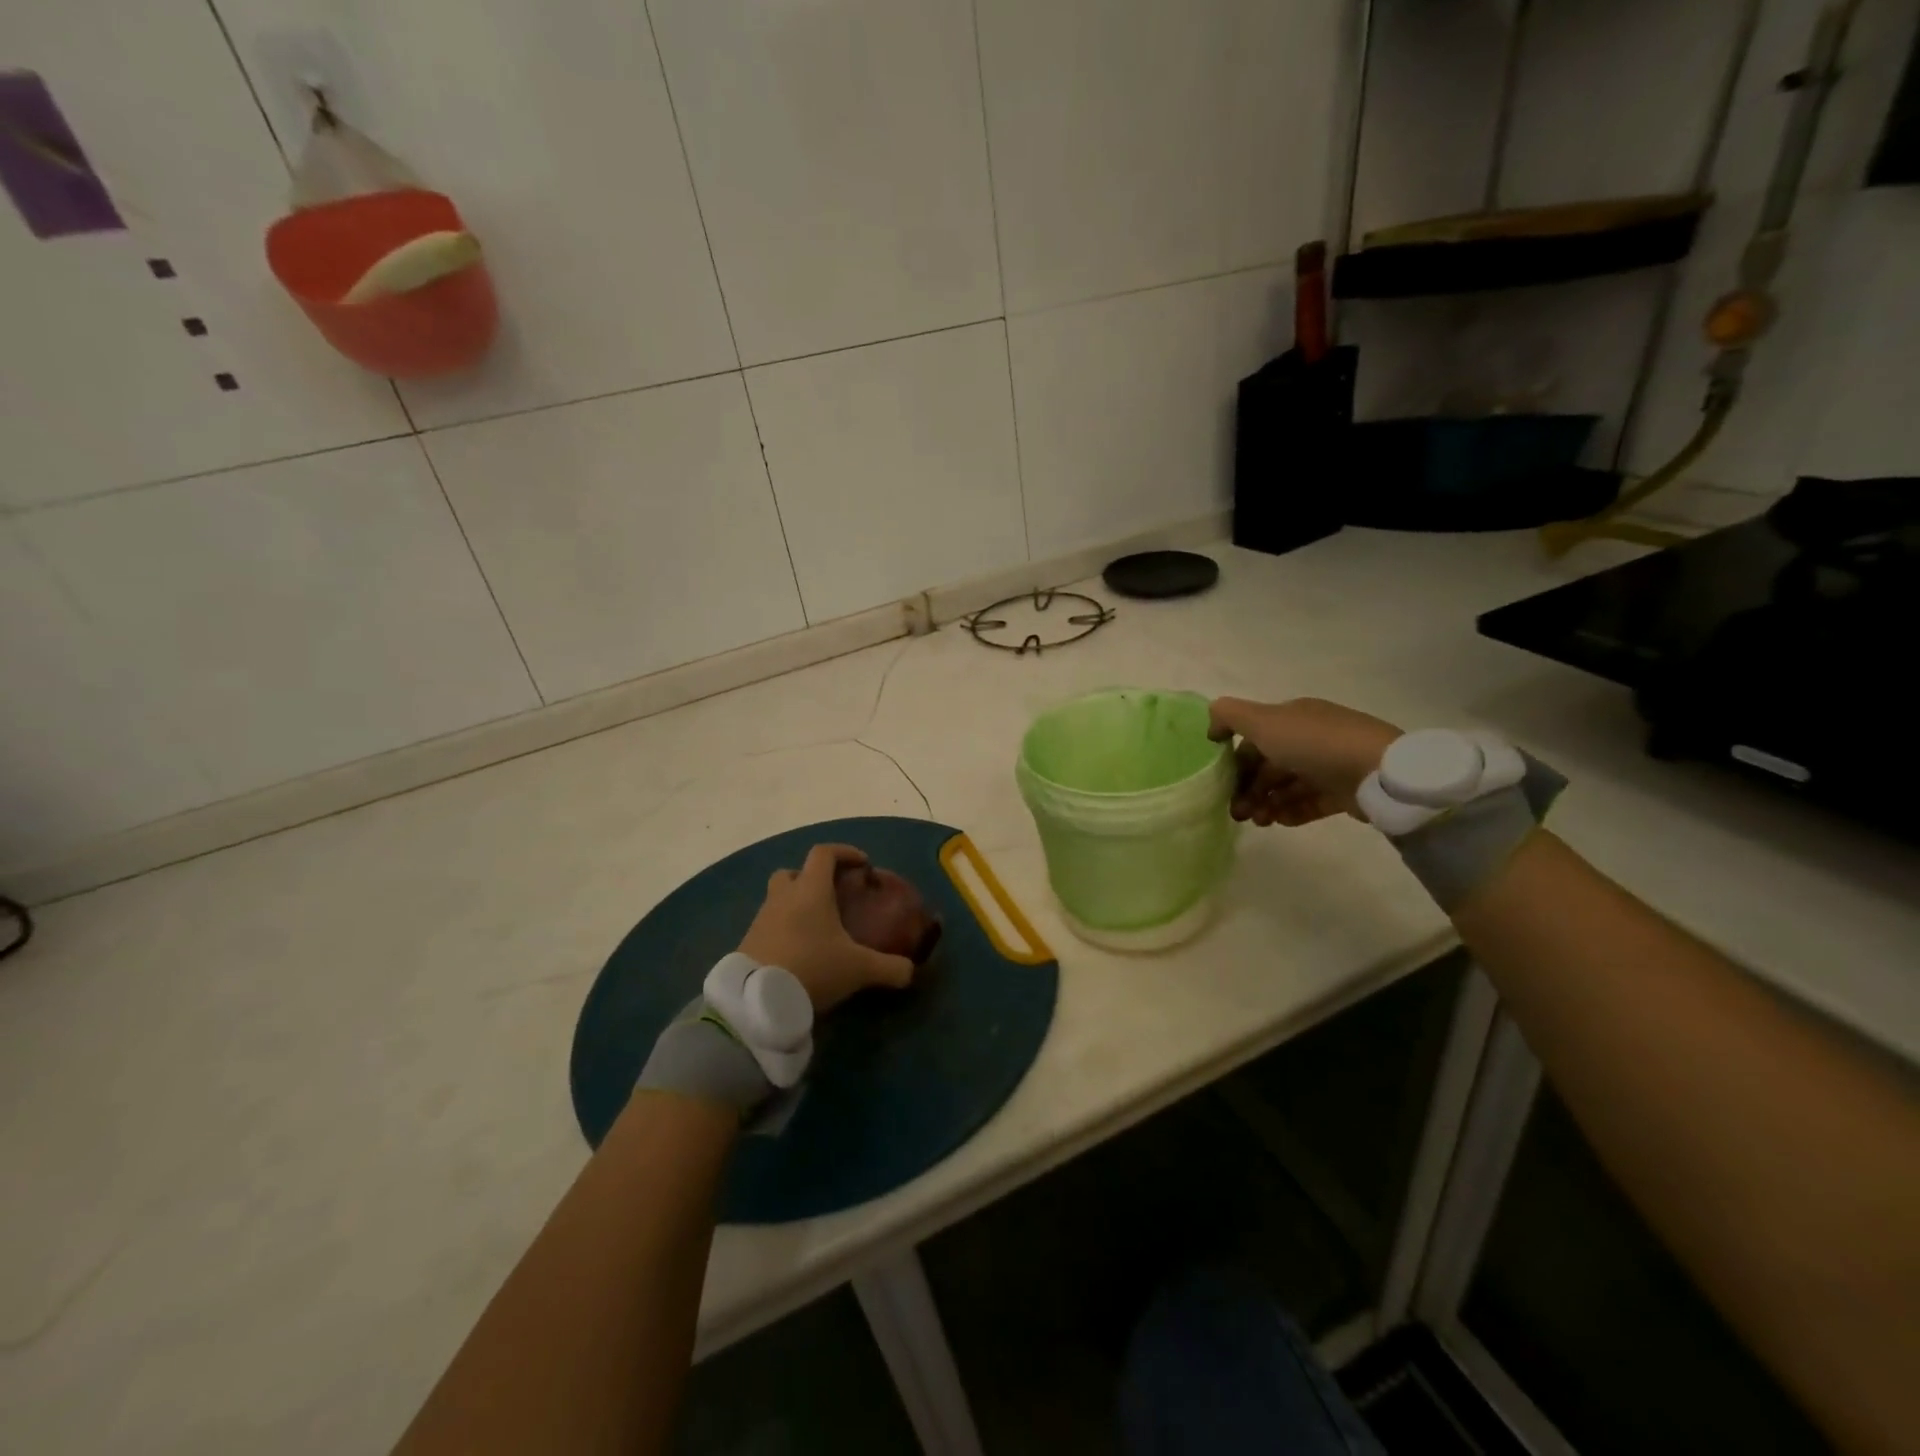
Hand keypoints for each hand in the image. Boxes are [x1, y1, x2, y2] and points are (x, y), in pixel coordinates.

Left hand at [739, 844, 915, 1012]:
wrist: (757, 1001)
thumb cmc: (812, 968)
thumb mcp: (859, 969)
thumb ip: (889, 968)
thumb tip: (911, 971)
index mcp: (810, 890)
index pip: (824, 853)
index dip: (844, 852)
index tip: (862, 864)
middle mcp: (783, 897)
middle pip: (793, 872)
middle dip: (811, 878)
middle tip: (831, 896)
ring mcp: (761, 919)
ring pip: (777, 899)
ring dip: (795, 905)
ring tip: (816, 928)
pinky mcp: (747, 942)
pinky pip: (768, 925)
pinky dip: (783, 930)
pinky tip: (798, 952)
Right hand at [1208, 697, 1402, 826]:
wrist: (1378, 772)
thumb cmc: (1314, 744)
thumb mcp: (1263, 721)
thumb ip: (1229, 716)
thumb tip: (1211, 727)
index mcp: (1292, 716)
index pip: (1255, 738)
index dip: (1236, 761)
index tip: (1221, 785)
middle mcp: (1310, 736)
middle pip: (1270, 764)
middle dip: (1249, 787)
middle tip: (1237, 813)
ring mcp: (1330, 764)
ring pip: (1289, 785)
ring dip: (1267, 802)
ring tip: (1259, 822)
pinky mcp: (1345, 791)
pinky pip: (1312, 802)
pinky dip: (1293, 811)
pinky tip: (1280, 822)